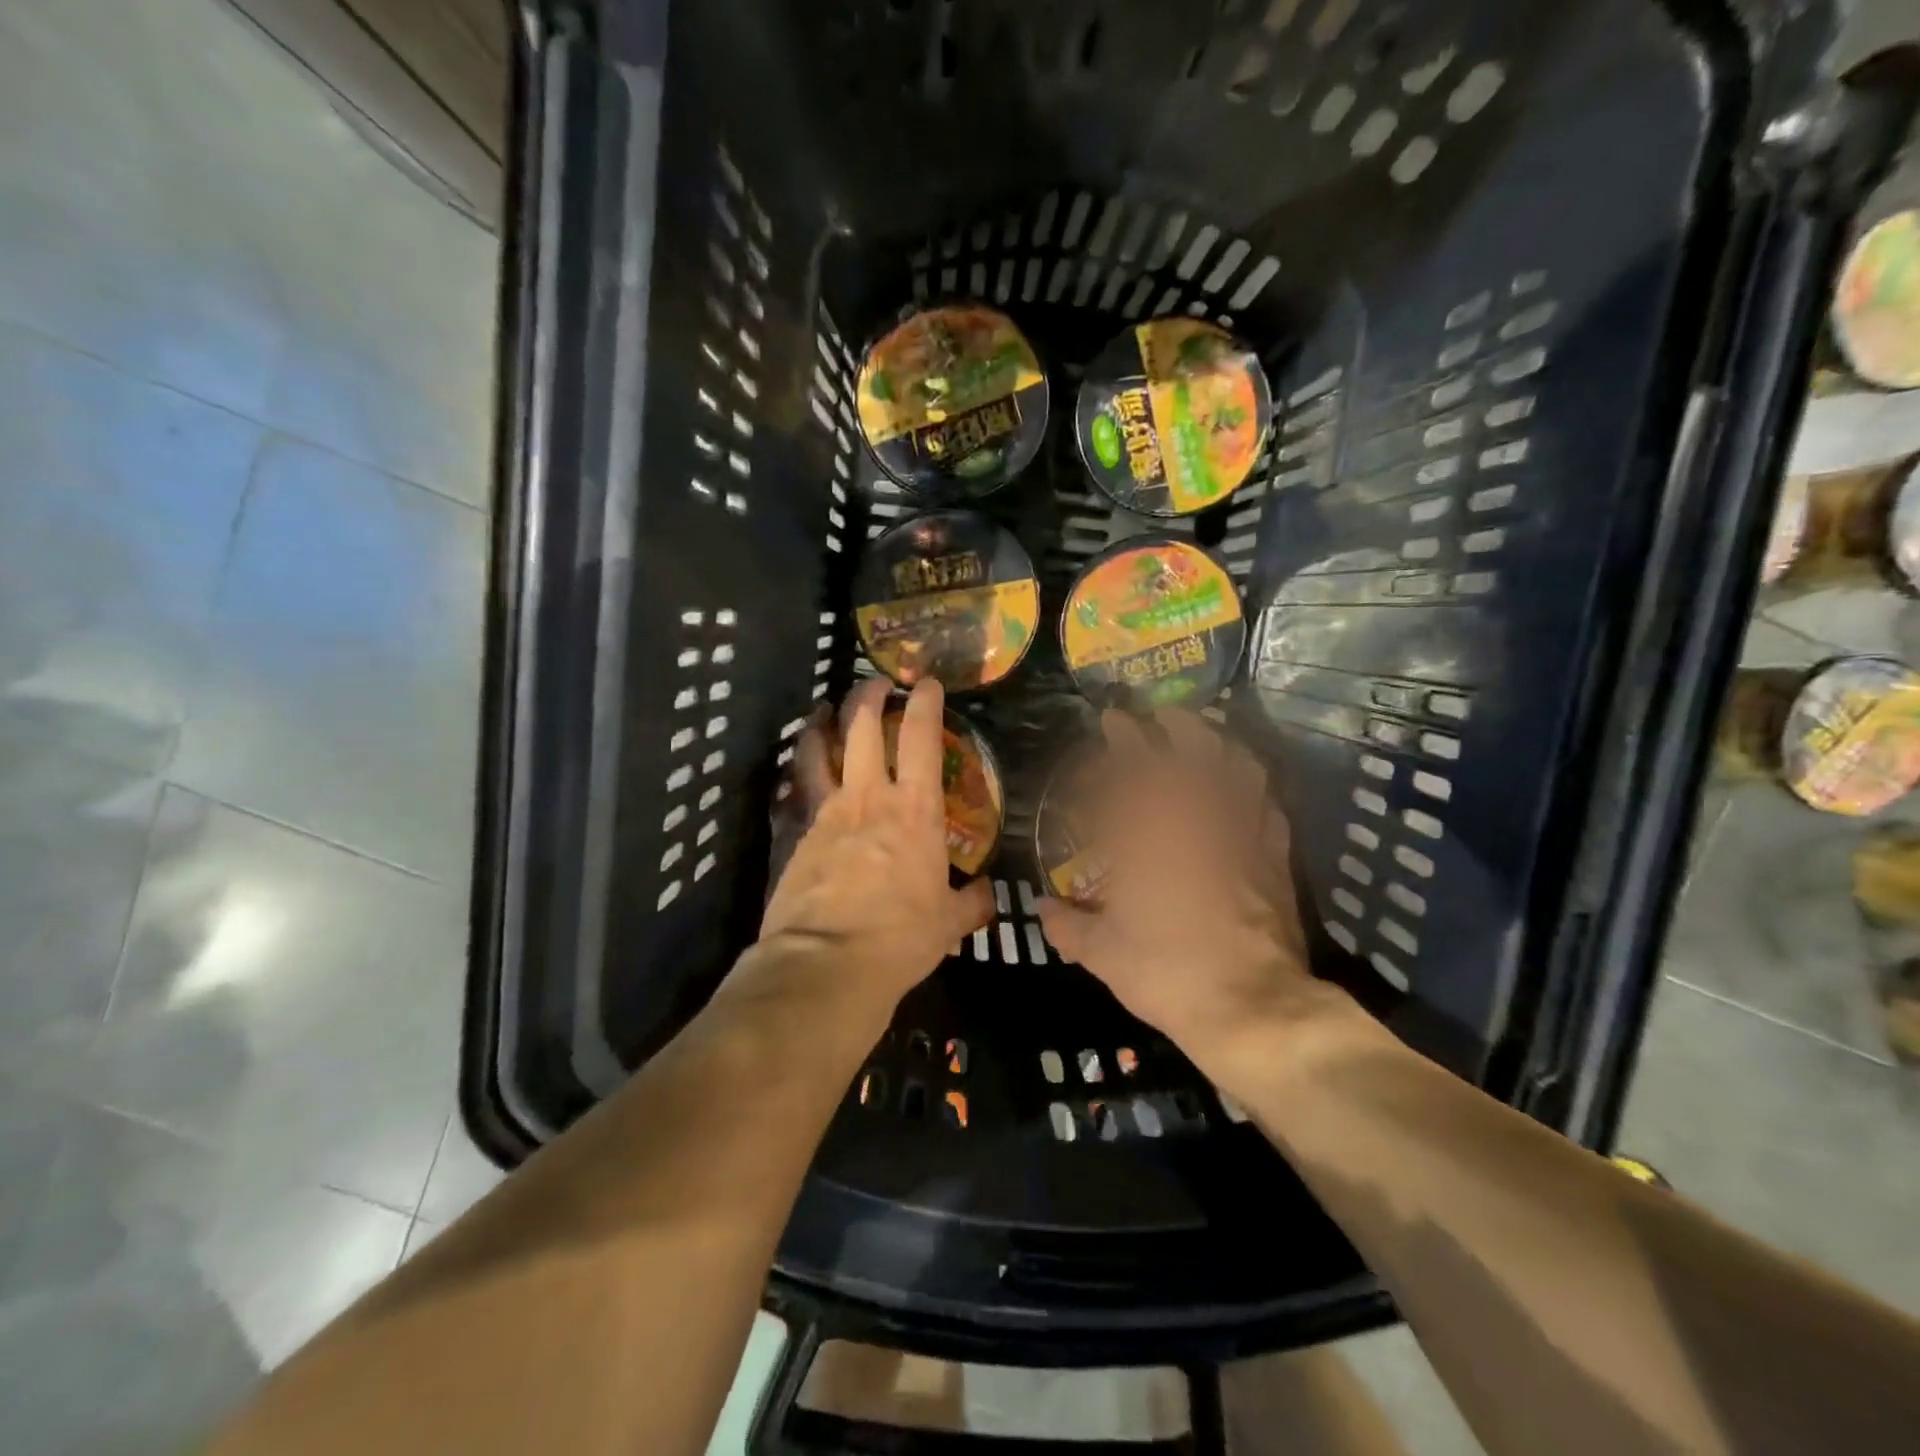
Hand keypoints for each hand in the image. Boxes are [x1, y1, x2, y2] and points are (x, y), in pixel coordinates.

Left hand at [759, 677, 994, 1014]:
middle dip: (868, 697)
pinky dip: (802, 773)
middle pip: (862, 728)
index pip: (922, 738)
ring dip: (824, 724)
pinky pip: (799, 790)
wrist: (826, 962)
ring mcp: (827, 812)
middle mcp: (869, 797)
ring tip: (825, 711)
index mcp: (915, 810)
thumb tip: (989, 895)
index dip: (925, 703)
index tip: (925, 683)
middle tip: (874, 684)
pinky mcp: (796, 835)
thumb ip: (971, 902)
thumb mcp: (949, 924)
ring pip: (819, 750)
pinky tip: (801, 773)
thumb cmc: (900, 938)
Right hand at [1038, 709, 1373, 1097]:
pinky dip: (1256, 789)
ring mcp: (1243, 835)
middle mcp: (1199, 820)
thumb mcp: (1102, 954)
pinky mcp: (1275, 858)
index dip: (1123, 738)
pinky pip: (1270, 807)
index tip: (1113, 719)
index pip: (1135, 768)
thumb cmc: (1166, 971)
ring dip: (1223, 744)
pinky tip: (1249, 789)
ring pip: (1240, 768)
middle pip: (1195, 751)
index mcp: (1150, 835)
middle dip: (1177, 724)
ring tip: (1210, 735)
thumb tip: (1042, 909)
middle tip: (1161, 714)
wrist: (1251, 1006)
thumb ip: (1067, 926)